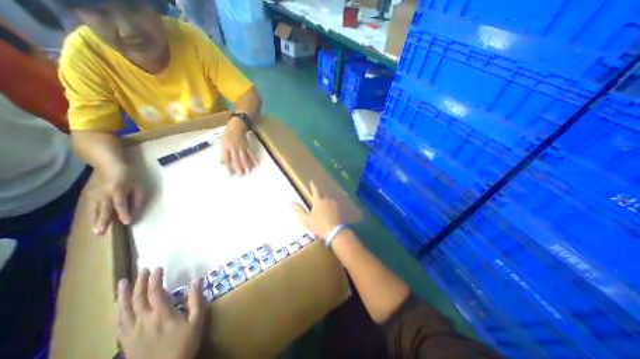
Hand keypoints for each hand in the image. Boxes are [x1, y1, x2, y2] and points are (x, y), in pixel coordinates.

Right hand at [89, 166, 144, 234]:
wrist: (109, 164)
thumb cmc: (129, 175)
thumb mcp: (138, 185)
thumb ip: (138, 198)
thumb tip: (137, 210)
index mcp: (117, 191)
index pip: (121, 205)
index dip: (124, 214)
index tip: (127, 222)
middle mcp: (103, 194)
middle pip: (103, 209)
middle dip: (102, 221)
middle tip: (100, 233)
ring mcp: (93, 194)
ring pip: (94, 209)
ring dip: (94, 220)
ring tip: (94, 231)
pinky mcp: (88, 193)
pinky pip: (89, 206)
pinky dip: (89, 214)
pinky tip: (90, 221)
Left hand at [116, 267, 203, 358]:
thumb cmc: (185, 343)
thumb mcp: (197, 320)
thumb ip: (196, 299)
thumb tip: (197, 279)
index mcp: (161, 314)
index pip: (155, 292)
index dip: (155, 279)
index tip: (158, 268)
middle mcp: (144, 321)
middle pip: (138, 298)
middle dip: (140, 282)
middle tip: (142, 270)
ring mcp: (132, 332)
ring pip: (123, 311)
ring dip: (123, 295)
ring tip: (121, 283)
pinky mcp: (126, 342)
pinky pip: (118, 324)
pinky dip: (117, 312)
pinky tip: (117, 307)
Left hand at [223, 117, 256, 176]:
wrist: (237, 124)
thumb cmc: (228, 133)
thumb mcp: (223, 142)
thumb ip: (223, 153)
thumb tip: (222, 162)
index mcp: (225, 147)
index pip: (226, 159)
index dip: (228, 167)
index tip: (229, 174)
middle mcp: (233, 147)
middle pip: (236, 160)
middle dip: (238, 168)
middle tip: (241, 175)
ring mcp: (241, 146)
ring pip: (244, 157)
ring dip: (247, 165)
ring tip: (248, 172)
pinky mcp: (247, 145)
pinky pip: (251, 153)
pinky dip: (254, 158)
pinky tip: (256, 164)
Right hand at [291, 182, 344, 237]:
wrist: (335, 232)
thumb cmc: (319, 225)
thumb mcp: (306, 219)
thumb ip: (299, 210)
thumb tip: (290, 201)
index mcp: (318, 201)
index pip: (315, 191)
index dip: (313, 186)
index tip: (312, 182)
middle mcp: (327, 200)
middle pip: (323, 195)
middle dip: (319, 194)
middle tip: (316, 195)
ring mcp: (334, 205)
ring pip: (328, 200)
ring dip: (325, 200)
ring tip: (322, 204)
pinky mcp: (339, 210)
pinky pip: (333, 205)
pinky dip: (330, 206)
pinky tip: (329, 211)